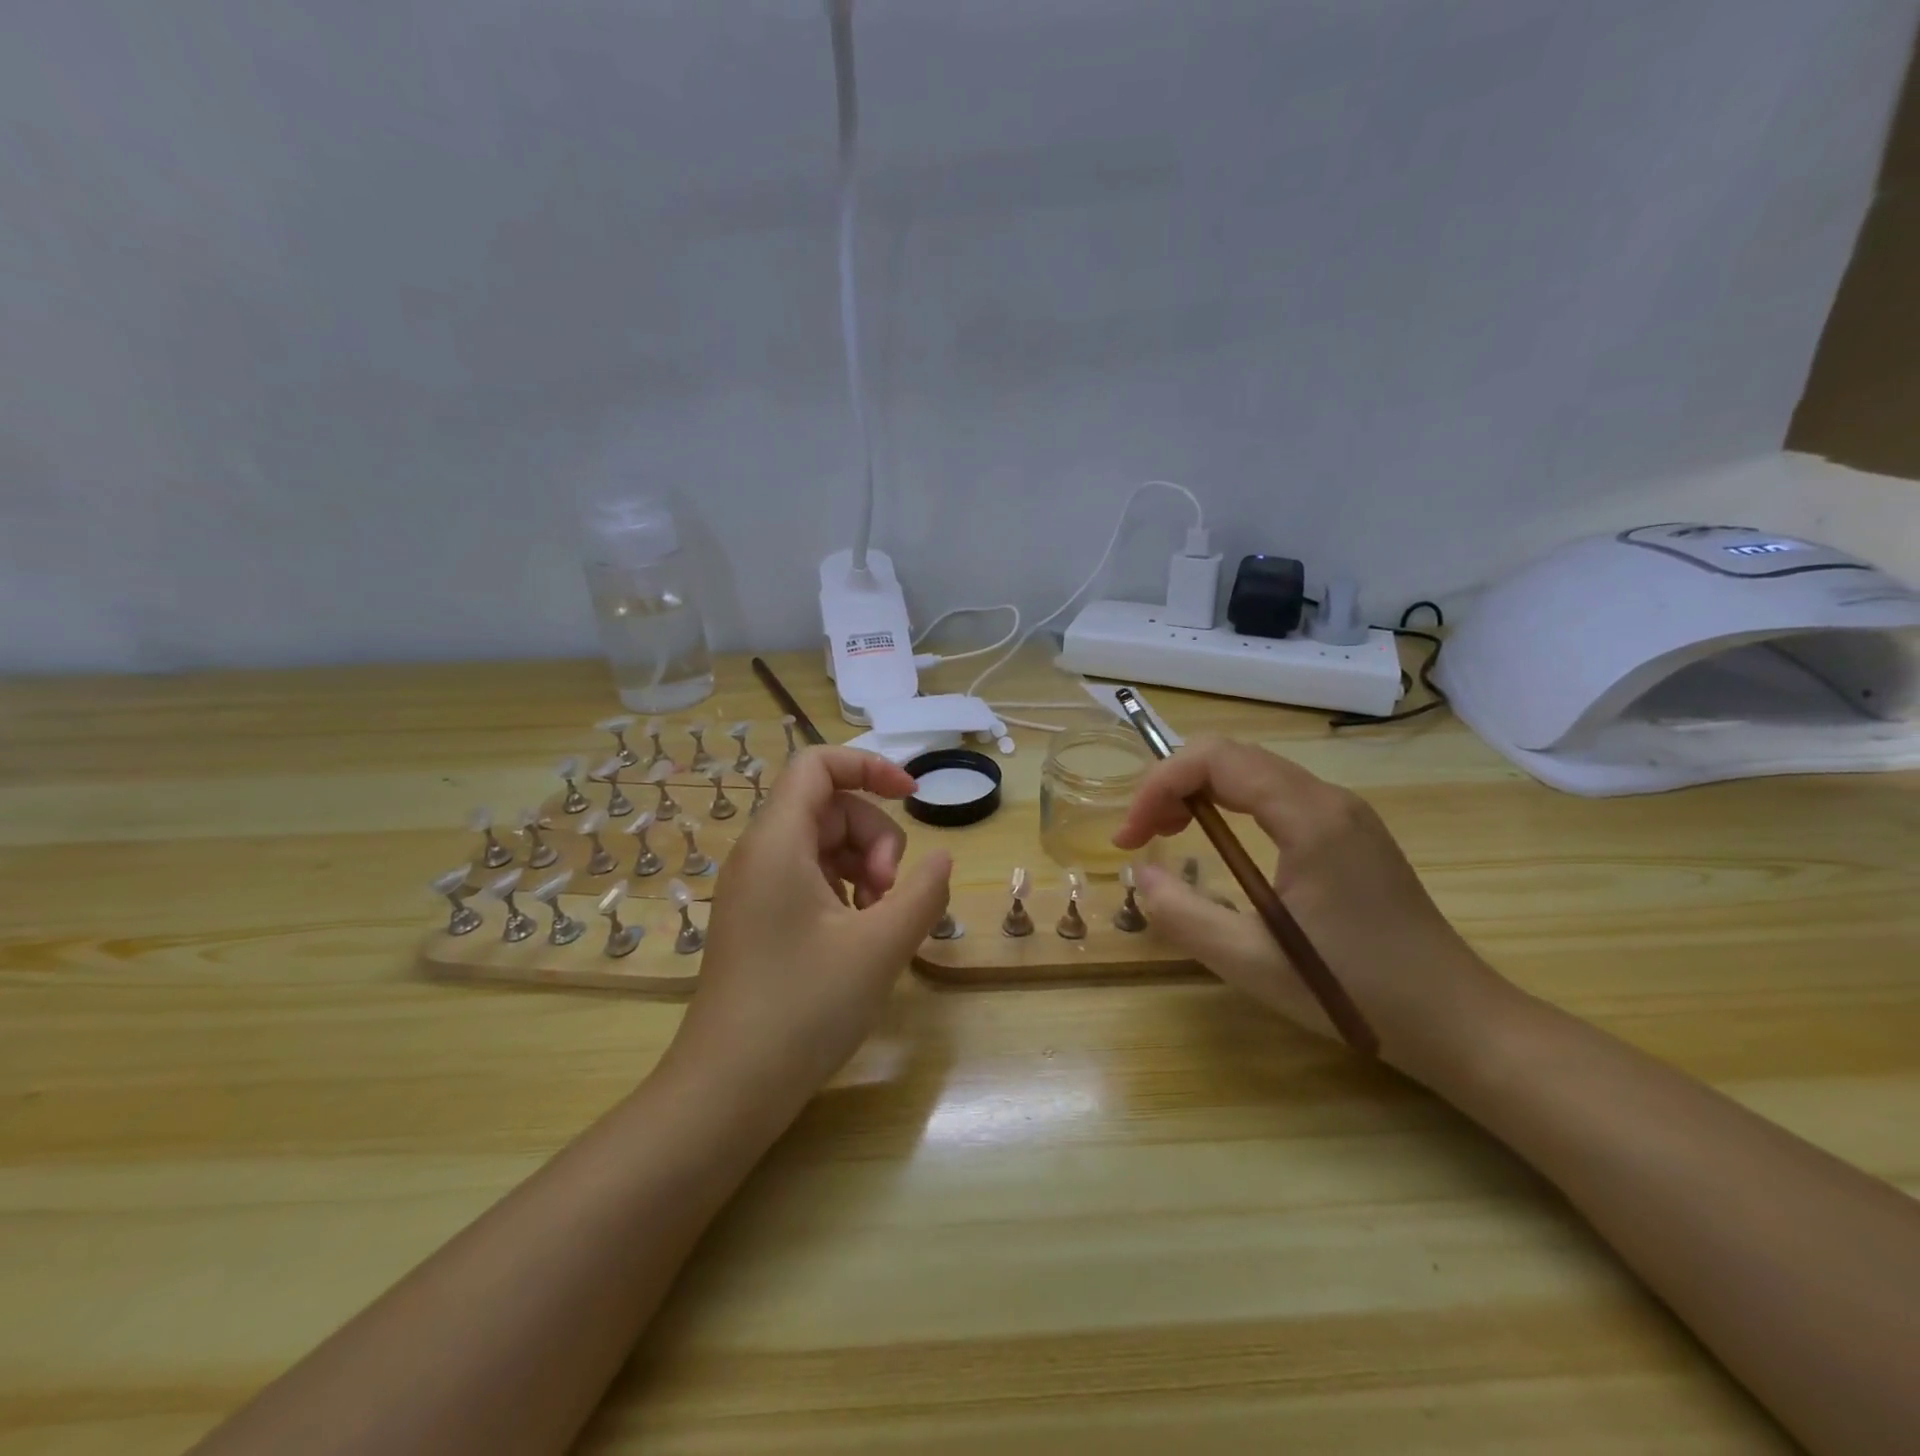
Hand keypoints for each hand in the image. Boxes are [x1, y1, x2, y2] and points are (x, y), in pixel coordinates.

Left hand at [665, 747, 951, 1108]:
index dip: (870, 766)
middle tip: (890, 896)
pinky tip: (858, 936)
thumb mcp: (881, 946)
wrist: (727, 1091)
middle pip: (829, 807)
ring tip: (880, 922)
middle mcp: (758, 854)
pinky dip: (843, 892)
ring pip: (822, 845)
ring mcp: (753, 889)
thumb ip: (922, 891)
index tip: (914, 797)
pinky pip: (807, 878)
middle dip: (874, 838)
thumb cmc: (804, 1008)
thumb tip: (941, 859)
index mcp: (777, 842)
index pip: (819, 764)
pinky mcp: (756, 919)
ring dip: (863, 868)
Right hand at [1113, 736, 1507, 1073]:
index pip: (1216, 759)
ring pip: (1253, 771)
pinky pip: (1276, 794)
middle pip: (1232, 755)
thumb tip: (1139, 873)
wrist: (1457, 1020)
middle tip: (1144, 833)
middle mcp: (1330, 799)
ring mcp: (1345, 813)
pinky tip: (1221, 842)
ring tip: (1170, 833)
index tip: (1130, 836)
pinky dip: (1231, 803)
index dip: (1158, 785)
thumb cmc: (1356, 992)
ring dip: (1200, 790)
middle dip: (1173, 783)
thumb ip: (1183, 914)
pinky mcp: (1350, 832)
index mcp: (1310, 817)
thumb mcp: (1251, 963)